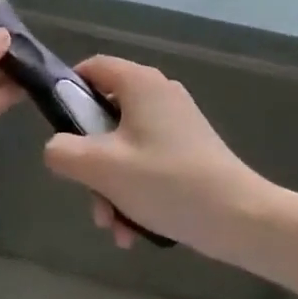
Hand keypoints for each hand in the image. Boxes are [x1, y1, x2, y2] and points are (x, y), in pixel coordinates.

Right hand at [42, 56, 269, 260]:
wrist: (242, 219)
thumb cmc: (166, 182)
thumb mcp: (101, 168)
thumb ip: (63, 152)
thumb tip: (55, 148)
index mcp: (138, 81)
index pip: (91, 68)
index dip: (68, 94)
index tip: (60, 132)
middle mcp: (158, 92)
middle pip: (106, 114)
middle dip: (92, 161)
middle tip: (90, 196)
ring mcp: (177, 121)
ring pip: (125, 145)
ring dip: (112, 184)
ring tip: (115, 227)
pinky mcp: (191, 149)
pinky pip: (149, 160)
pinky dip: (136, 189)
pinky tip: (136, 231)